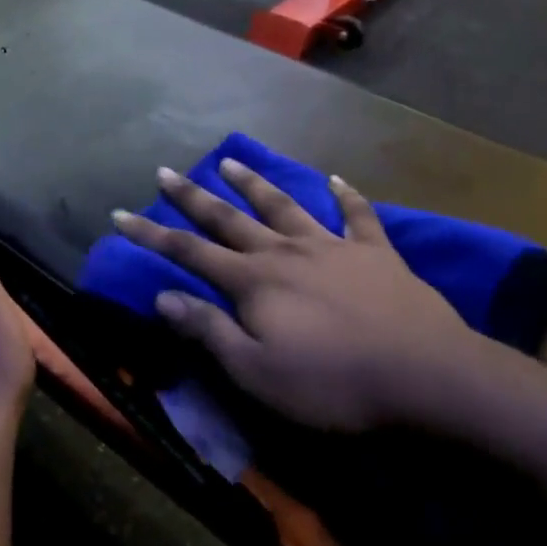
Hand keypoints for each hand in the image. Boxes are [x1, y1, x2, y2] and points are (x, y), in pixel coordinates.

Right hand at [112, 160, 498, 432]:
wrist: (425, 376)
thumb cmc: (332, 384)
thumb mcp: (256, 372)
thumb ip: (208, 331)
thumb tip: (162, 297)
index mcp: (254, 283)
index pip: (189, 253)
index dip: (151, 235)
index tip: (121, 214)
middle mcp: (286, 252)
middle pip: (230, 218)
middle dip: (193, 197)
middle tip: (166, 171)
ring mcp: (333, 246)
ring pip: (285, 206)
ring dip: (255, 184)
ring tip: (230, 161)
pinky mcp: (376, 252)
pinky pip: (357, 215)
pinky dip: (345, 195)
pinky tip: (336, 179)